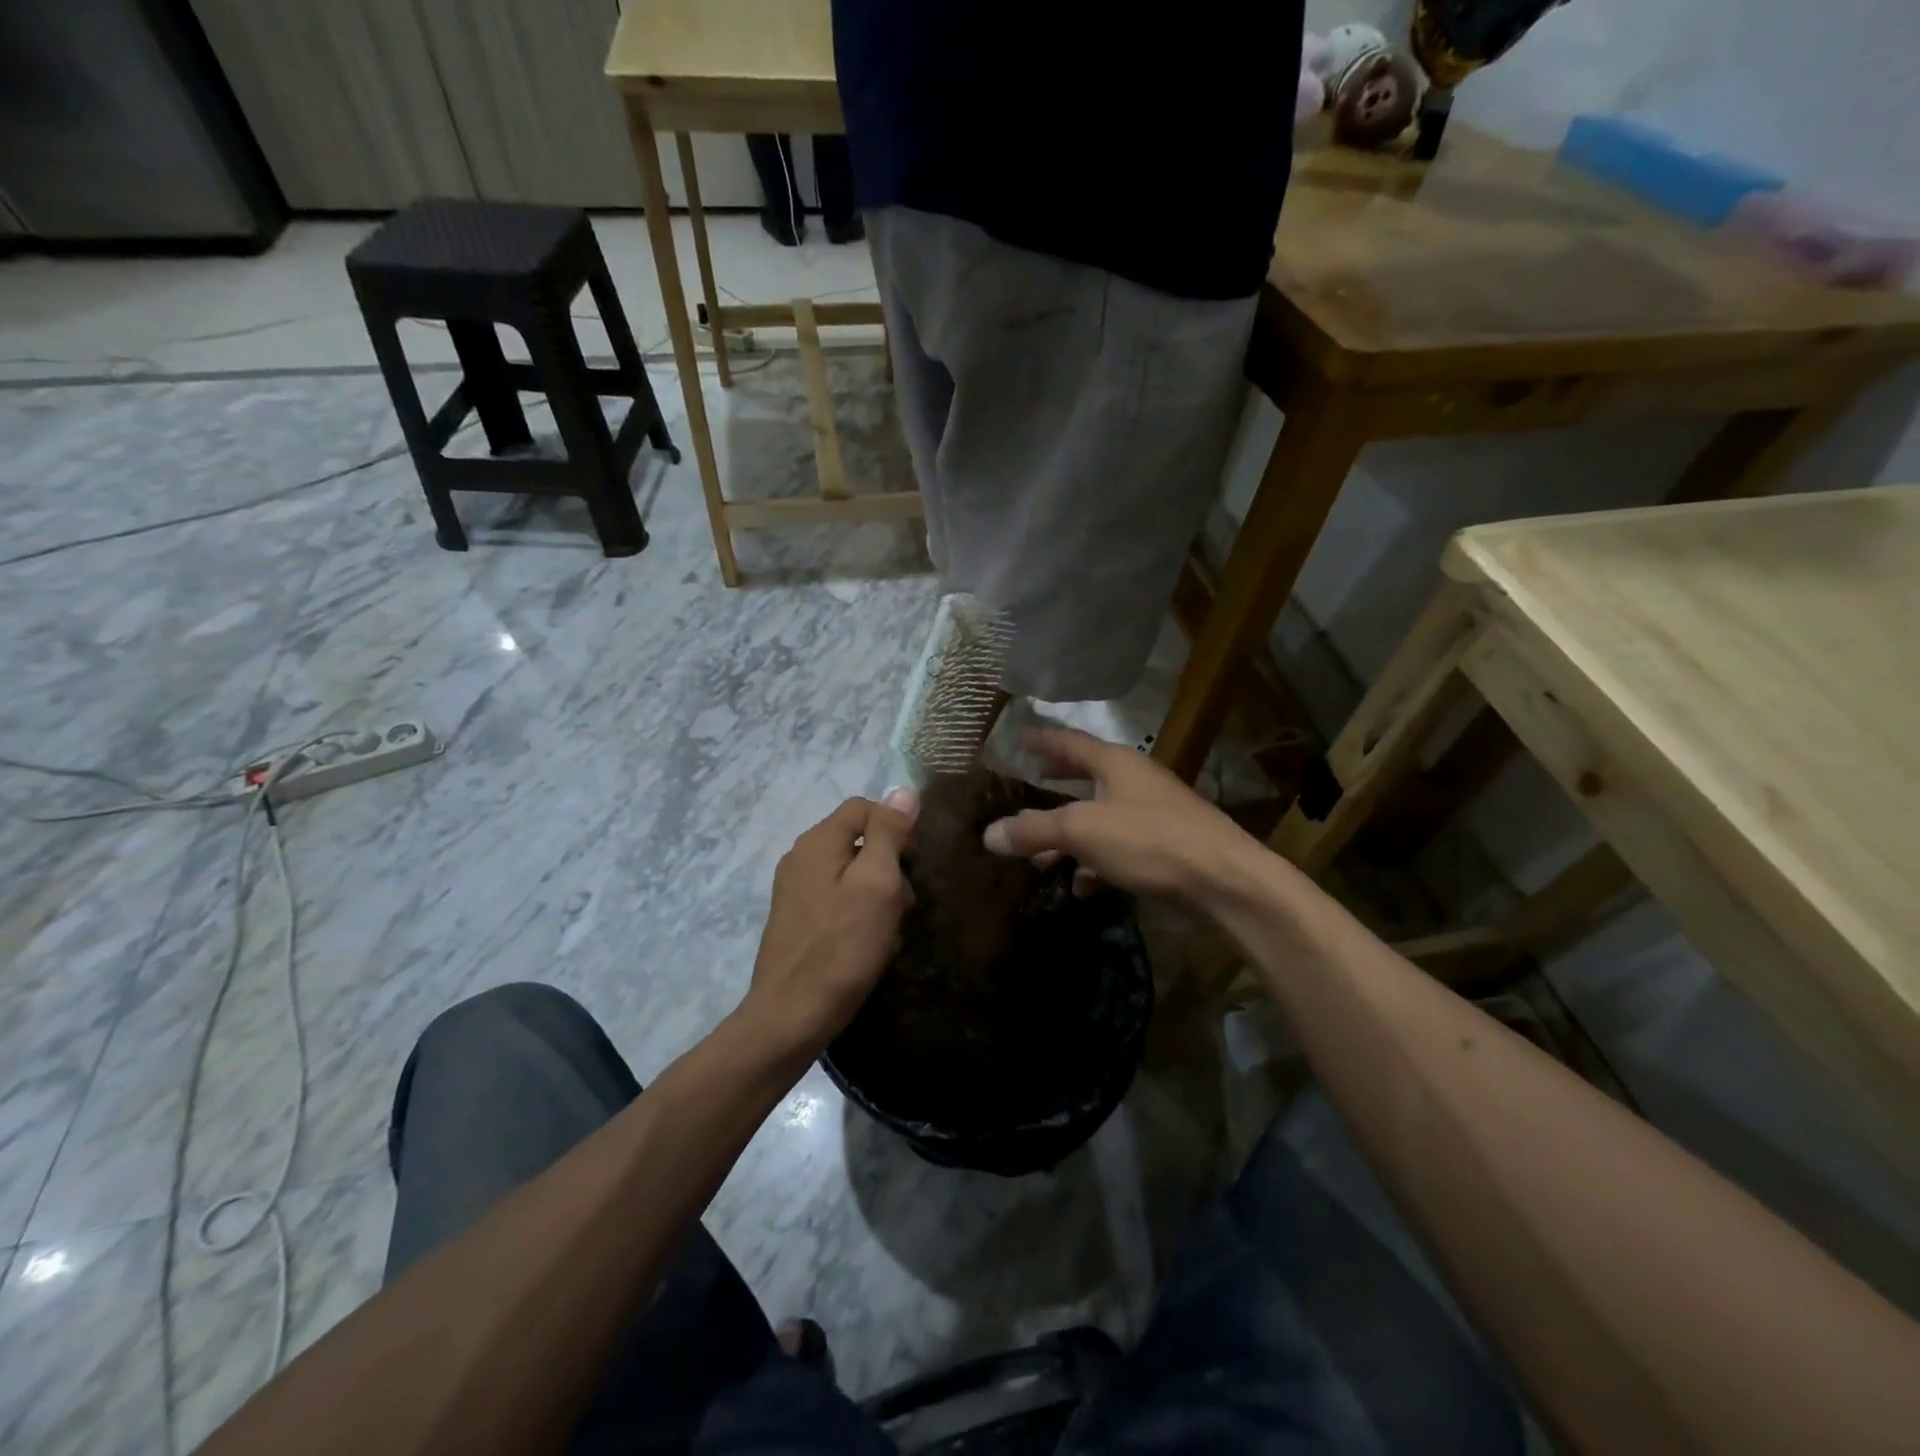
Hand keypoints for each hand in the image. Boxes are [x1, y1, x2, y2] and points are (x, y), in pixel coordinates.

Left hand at [744, 791, 917, 1056]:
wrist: (791, 1016)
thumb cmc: (842, 946)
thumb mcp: (877, 884)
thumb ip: (889, 833)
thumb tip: (904, 790)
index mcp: (818, 841)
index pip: (864, 807)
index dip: (895, 827)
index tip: (913, 864)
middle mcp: (801, 857)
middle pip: (859, 841)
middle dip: (889, 867)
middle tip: (904, 905)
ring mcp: (795, 890)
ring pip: (852, 873)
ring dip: (878, 895)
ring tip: (889, 931)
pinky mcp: (797, 919)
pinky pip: (838, 900)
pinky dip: (860, 914)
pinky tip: (871, 944)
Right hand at [981, 730, 1257, 904]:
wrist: (1225, 881)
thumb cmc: (1150, 841)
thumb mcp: (1082, 831)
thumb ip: (1034, 830)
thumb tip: (988, 834)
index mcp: (1116, 763)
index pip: (1071, 742)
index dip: (1043, 741)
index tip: (1020, 738)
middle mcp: (1136, 781)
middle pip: (1087, 777)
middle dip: (1057, 785)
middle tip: (1031, 783)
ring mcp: (1154, 814)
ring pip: (1101, 819)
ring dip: (1070, 837)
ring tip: (1040, 860)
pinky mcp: (1166, 848)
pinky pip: (1120, 849)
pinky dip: (1096, 863)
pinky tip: (1082, 887)